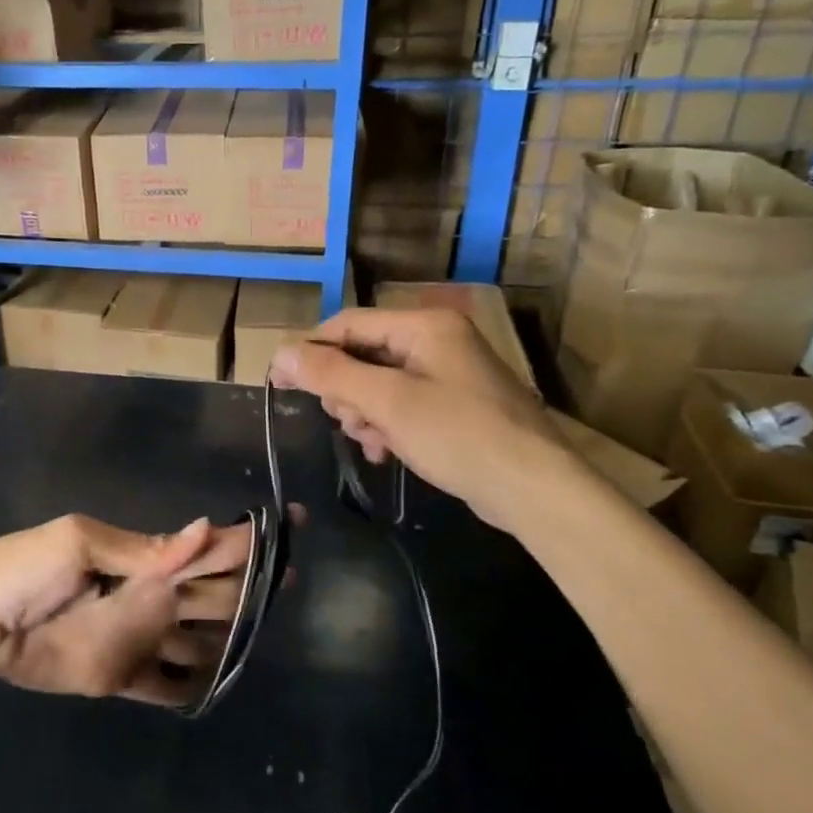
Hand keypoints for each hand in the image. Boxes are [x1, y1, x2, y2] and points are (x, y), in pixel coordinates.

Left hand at [0, 513, 276, 706]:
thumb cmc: (25, 566)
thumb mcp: (80, 544)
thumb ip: (143, 549)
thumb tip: (205, 528)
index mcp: (147, 559)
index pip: (210, 546)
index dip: (249, 539)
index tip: (292, 526)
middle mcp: (154, 597)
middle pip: (217, 595)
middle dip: (251, 588)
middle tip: (287, 585)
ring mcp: (141, 639)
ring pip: (202, 641)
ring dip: (229, 638)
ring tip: (260, 636)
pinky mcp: (123, 676)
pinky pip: (169, 686)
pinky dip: (193, 686)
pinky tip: (216, 685)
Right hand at [270, 307, 576, 536]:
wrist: (534, 489)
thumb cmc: (458, 435)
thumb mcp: (387, 402)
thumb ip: (331, 373)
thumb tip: (280, 352)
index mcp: (424, 326)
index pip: (349, 323)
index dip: (311, 349)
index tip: (279, 382)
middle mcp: (436, 341)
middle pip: (363, 353)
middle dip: (344, 389)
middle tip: (343, 421)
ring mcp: (448, 374)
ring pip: (379, 384)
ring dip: (364, 412)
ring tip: (371, 441)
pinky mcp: (454, 406)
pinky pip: (402, 405)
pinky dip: (386, 425)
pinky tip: (386, 451)